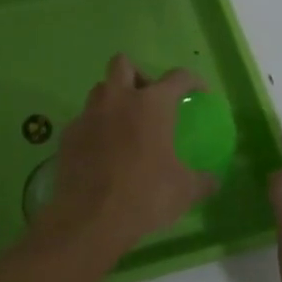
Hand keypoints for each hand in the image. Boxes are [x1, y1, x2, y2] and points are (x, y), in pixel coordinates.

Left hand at [45, 55, 214, 249]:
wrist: (91, 217)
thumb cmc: (145, 196)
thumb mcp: (184, 190)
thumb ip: (202, 180)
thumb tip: (213, 180)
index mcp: (151, 105)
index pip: (177, 77)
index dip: (191, 81)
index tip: (197, 93)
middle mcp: (117, 99)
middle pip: (123, 64)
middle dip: (137, 75)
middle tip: (148, 99)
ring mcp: (88, 115)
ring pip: (99, 90)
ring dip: (113, 99)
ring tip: (124, 126)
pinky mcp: (68, 134)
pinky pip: (83, 120)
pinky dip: (95, 128)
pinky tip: (102, 152)